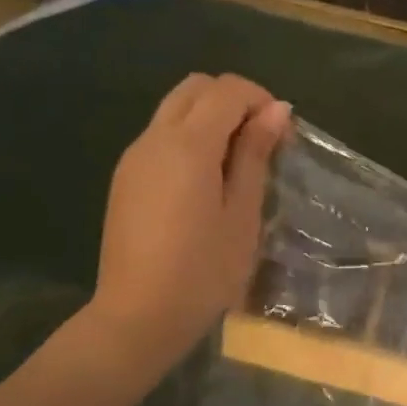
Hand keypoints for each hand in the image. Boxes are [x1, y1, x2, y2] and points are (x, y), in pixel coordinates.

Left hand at [87, 73, 290, 366]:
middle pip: (195, 88)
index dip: (260, 99)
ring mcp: (133, 157)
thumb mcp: (242, 214)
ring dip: (209, 118)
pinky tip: (204, 182)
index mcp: (187, 145)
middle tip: (260, 141)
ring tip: (236, 163)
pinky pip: (160, 137)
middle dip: (232, 100)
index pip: (226, 90)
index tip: (282, 134)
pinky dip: (188, 138)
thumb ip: (255, 155)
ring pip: (174, 109)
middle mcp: (154, 138)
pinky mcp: (124, 178)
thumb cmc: (203, 271)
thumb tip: (276, 110)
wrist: (137, 317)